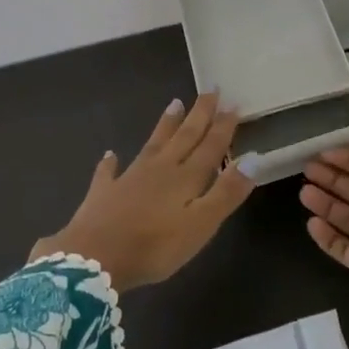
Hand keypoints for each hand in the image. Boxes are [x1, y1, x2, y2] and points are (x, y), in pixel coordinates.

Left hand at [32, 92, 258, 290]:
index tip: (233, 103)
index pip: (210, 146)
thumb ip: (227, 192)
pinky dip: (111, 163)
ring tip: (174, 103)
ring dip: (165, 125)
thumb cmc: (155, 246)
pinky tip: (110, 154)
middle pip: (184, 137)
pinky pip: (109, 172)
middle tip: (210, 90)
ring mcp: (129, 178)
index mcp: (186, 177)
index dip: (223, 126)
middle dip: (199, 114)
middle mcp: (160, 169)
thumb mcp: (201, 224)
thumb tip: (254, 157)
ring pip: (152, 144)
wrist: (94, 259)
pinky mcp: (103, 193)